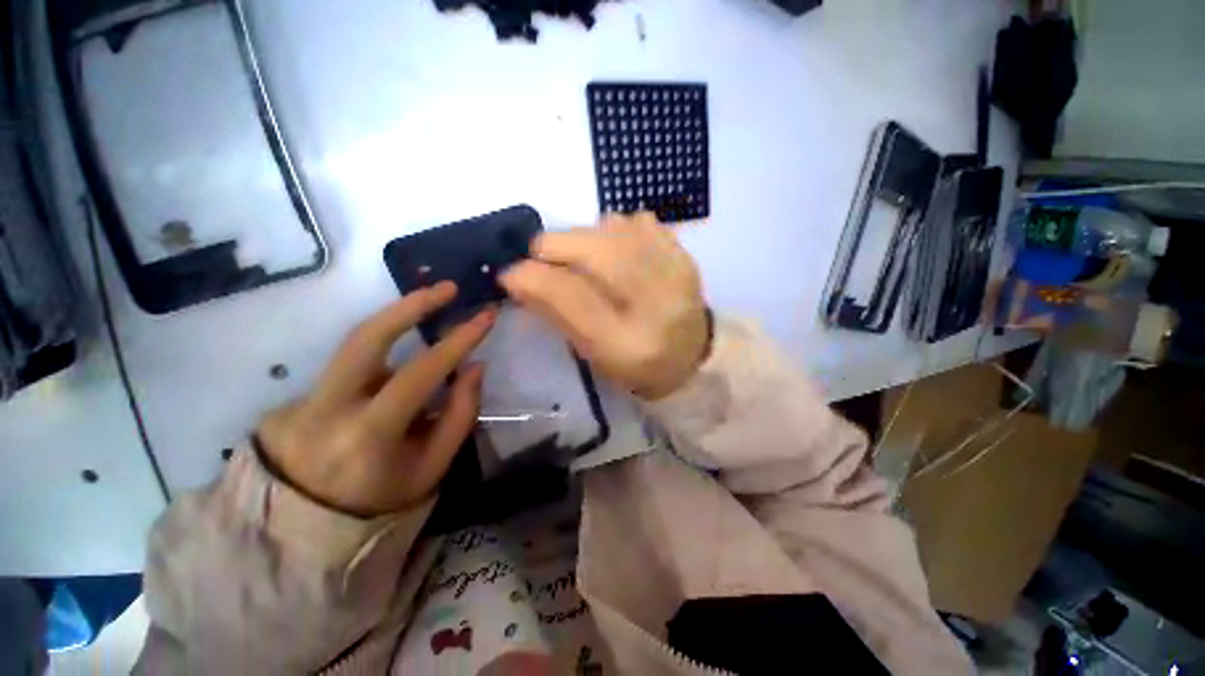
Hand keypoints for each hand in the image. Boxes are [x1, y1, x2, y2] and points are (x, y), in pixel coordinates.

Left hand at [256, 283, 494, 516]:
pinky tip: (395, 378)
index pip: (420, 372)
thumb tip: (474, 366)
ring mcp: (303, 398)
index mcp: (367, 435)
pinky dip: (382, 362)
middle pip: (366, 337)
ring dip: (398, 324)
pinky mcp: (296, 395)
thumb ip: (459, 413)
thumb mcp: (434, 466)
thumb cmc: (383, 499)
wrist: (306, 527)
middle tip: (447, 289)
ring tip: (429, 314)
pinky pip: (352, 367)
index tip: (485, 317)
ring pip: (356, 345)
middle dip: (411, 305)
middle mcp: (326, 408)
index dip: (458, 340)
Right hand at [500, 212, 709, 399]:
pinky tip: (617, 252)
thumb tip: (518, 277)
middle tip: (542, 258)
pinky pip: (636, 220)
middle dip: (553, 247)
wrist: (693, 353)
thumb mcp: (591, 353)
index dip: (532, 276)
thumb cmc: (636, 364)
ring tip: (583, 259)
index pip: (570, 296)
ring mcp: (675, 272)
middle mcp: (655, 304)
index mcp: (628, 344)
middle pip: (592, 250)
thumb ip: (556, 314)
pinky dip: (614, 230)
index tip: (510, 271)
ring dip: (582, 237)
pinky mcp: (684, 252)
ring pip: (610, 228)